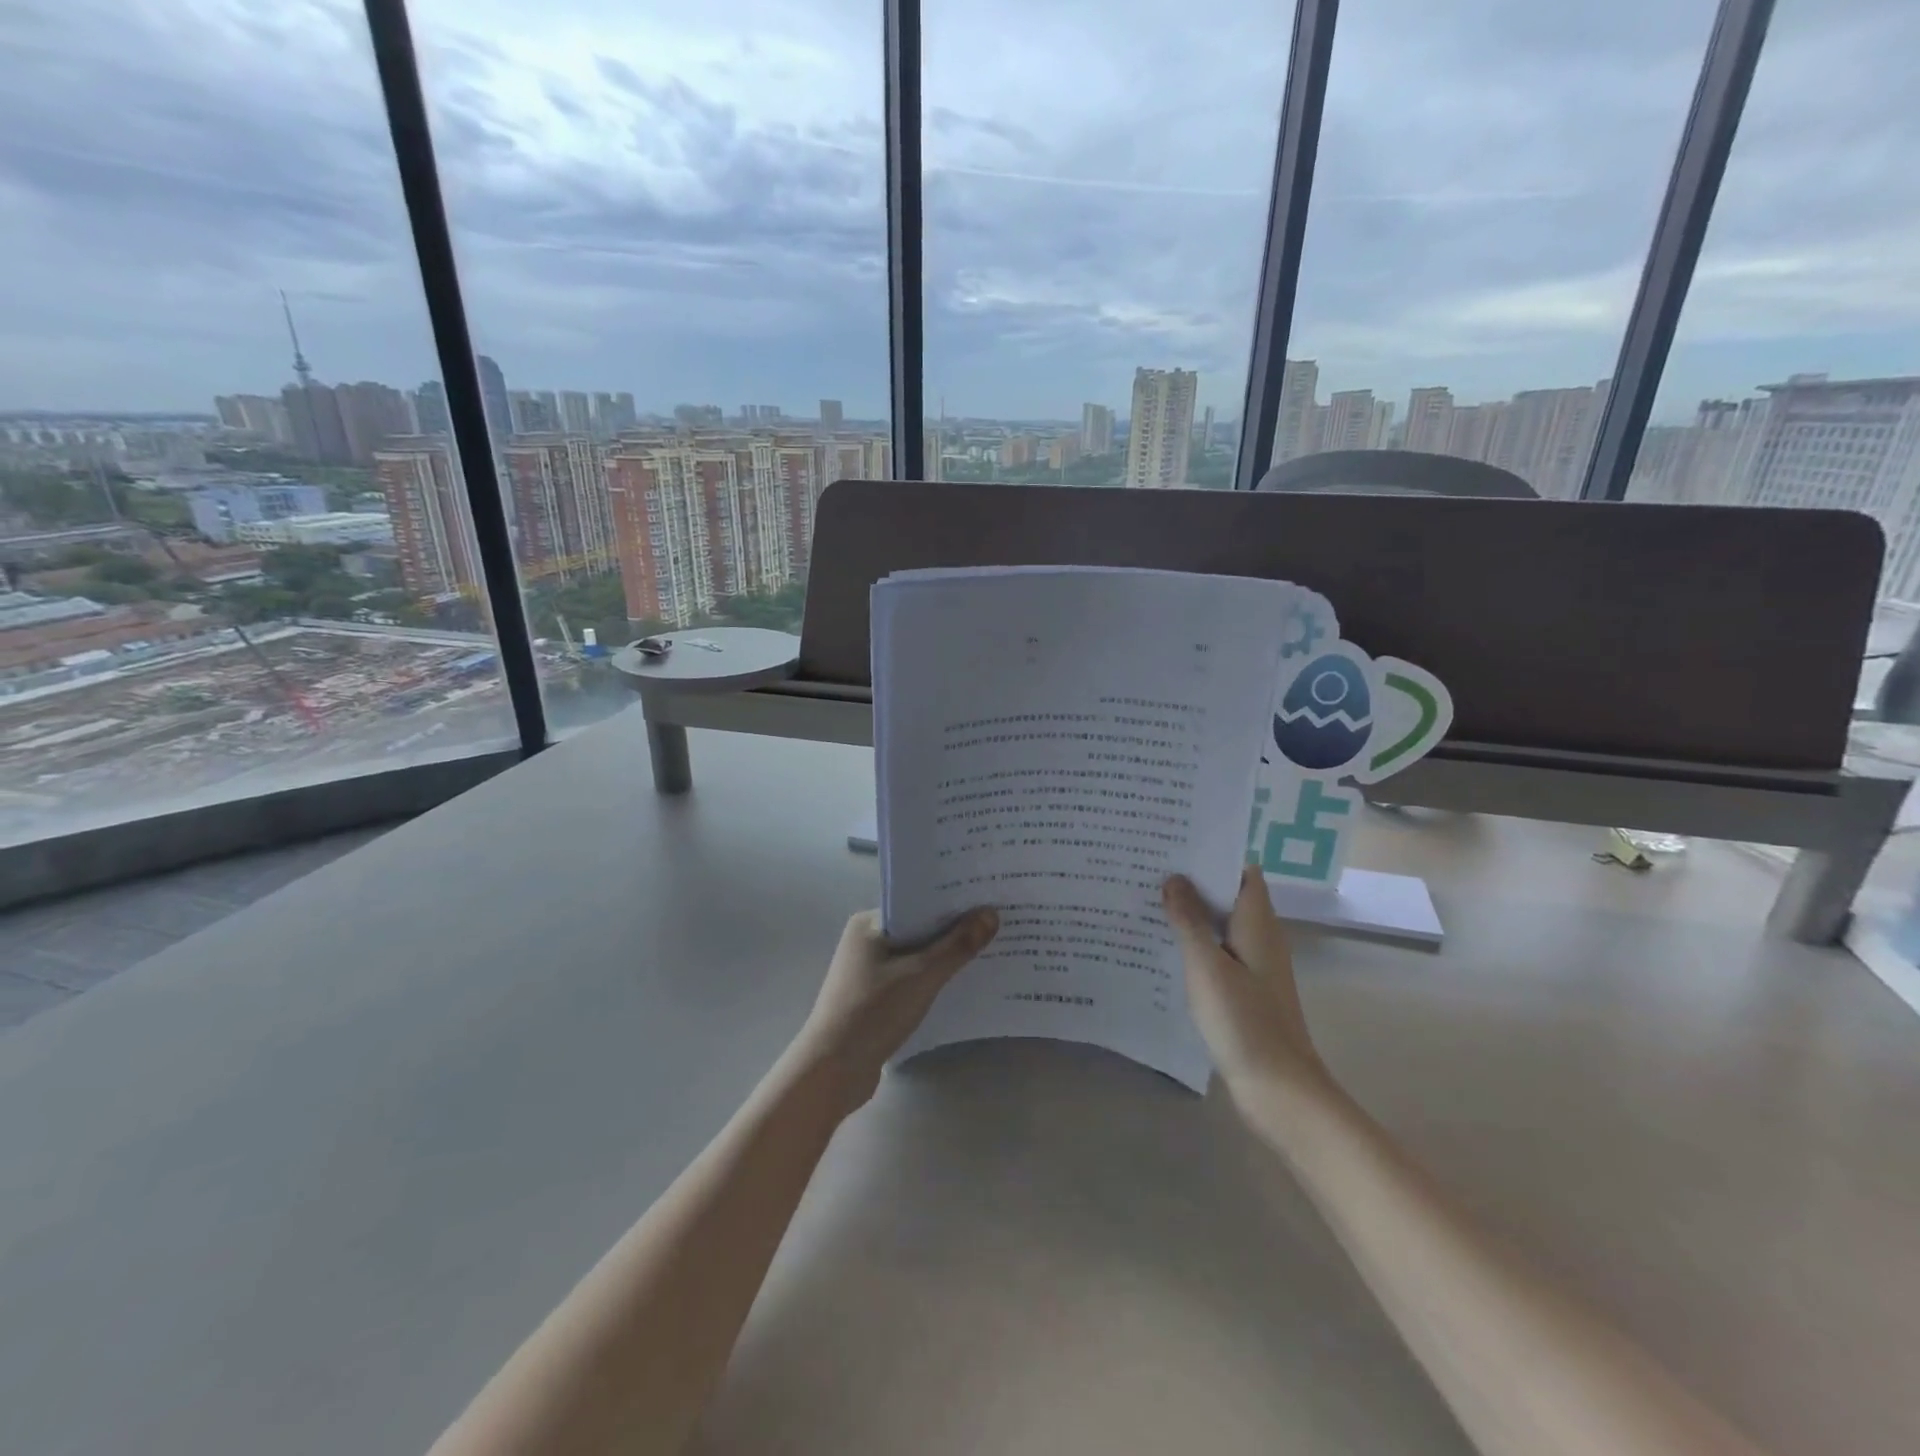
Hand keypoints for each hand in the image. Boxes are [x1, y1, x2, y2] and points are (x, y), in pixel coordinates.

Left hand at [788, 907, 999, 1115]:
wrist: (832, 1071)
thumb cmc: (873, 1012)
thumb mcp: (921, 975)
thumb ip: (957, 945)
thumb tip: (990, 913)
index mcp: (869, 923)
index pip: (917, 902)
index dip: (952, 901)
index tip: (988, 900)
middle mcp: (866, 940)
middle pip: (919, 928)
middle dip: (954, 929)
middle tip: (997, 924)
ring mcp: (868, 971)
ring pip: (916, 955)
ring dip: (945, 956)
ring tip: (988, 951)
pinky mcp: (873, 998)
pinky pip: (911, 978)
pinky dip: (932, 979)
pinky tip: (961, 984)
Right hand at [1163, 866, 1323, 1094]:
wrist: (1279, 1090)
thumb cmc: (1244, 1021)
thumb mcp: (1207, 966)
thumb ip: (1189, 920)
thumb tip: (1174, 877)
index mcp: (1258, 923)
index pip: (1241, 871)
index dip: (1212, 854)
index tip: (1173, 844)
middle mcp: (1260, 938)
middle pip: (1227, 896)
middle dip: (1192, 882)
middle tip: (1147, 868)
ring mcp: (1254, 966)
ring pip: (1220, 926)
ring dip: (1190, 914)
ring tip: (1145, 901)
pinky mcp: (1245, 991)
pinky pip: (1217, 954)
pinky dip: (1194, 945)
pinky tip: (1161, 949)